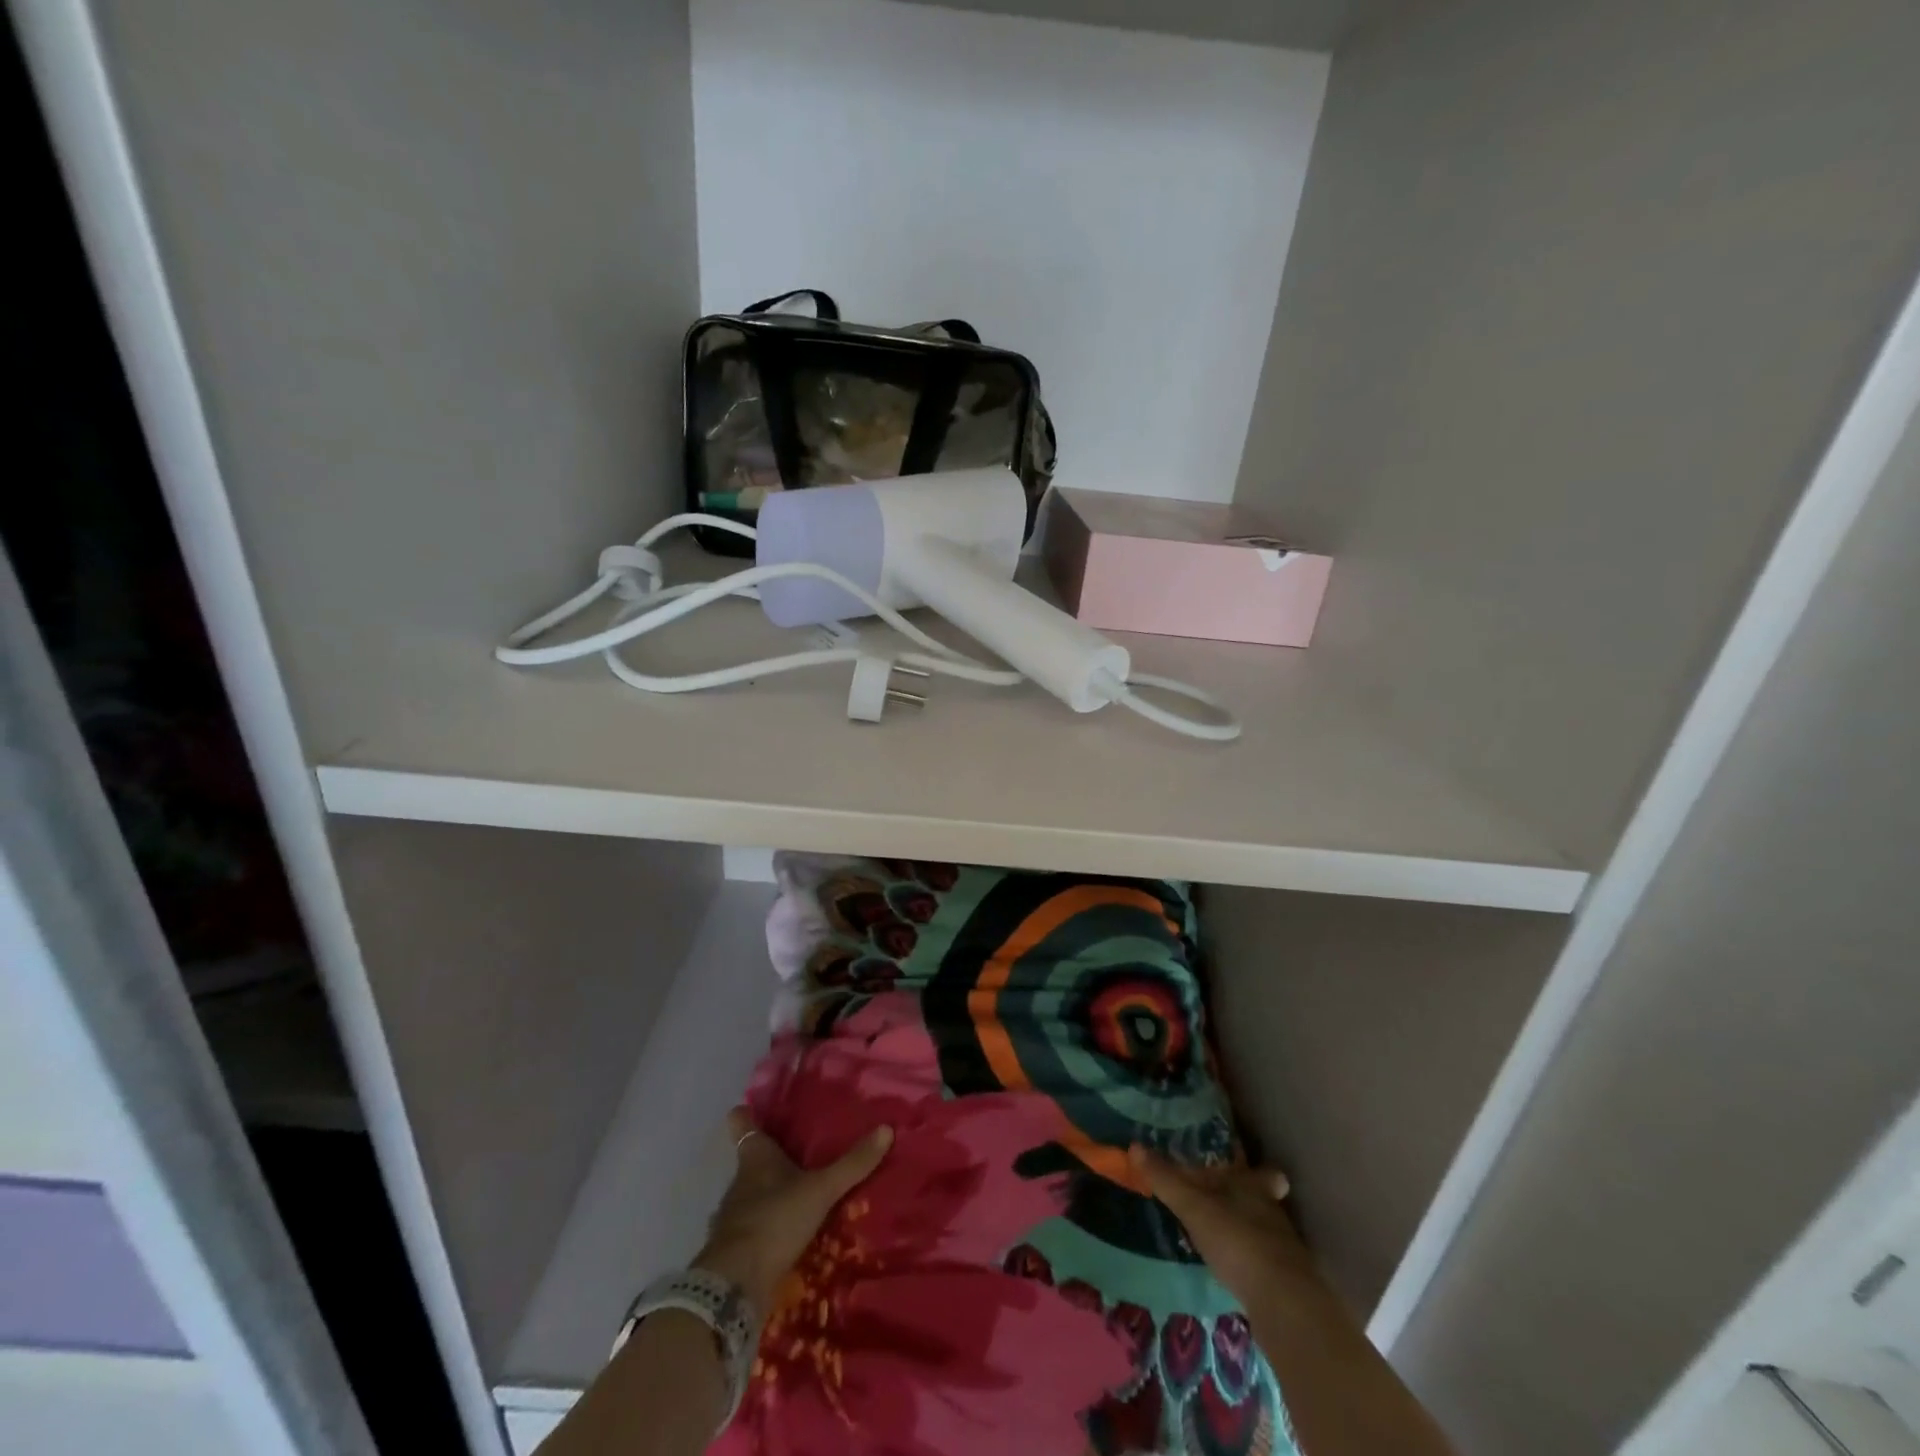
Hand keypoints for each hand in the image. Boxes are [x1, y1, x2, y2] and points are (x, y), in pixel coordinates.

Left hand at [695, 1108, 892, 1319]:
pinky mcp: (736, 1248)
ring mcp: (734, 1216)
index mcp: (756, 1157)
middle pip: (751, 1160)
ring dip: (770, 1194)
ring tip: (798, 1193)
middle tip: (797, 1150)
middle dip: (770, 1157)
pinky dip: (768, 1227)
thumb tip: (886, 1128)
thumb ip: (852, 1164)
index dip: (746, 1115)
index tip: (750, 1106)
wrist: (735, 1284)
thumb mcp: (820, 1190)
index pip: (742, 1124)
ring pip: (752, 1194)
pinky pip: (754, 1228)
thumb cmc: (775, 1219)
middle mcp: (740, 1181)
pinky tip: (788, 1234)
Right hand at [1129, 1144, 1312, 1306]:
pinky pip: (1262, 1260)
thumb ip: (1165, 1179)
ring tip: (1220, 1235)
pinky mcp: (1284, 1282)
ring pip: (1263, 1229)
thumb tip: (1134, 1146)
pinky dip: (1248, 1260)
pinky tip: (1231, 1268)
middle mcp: (1272, 1212)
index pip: (1260, 1172)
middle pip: (1261, 1199)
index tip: (1242, 1170)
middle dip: (1244, 1199)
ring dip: (1245, 1230)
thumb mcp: (1192, 1206)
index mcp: (1254, 1187)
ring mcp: (1283, 1249)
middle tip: (1221, 1202)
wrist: (1283, 1303)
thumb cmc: (1236, 1239)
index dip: (1254, 1172)